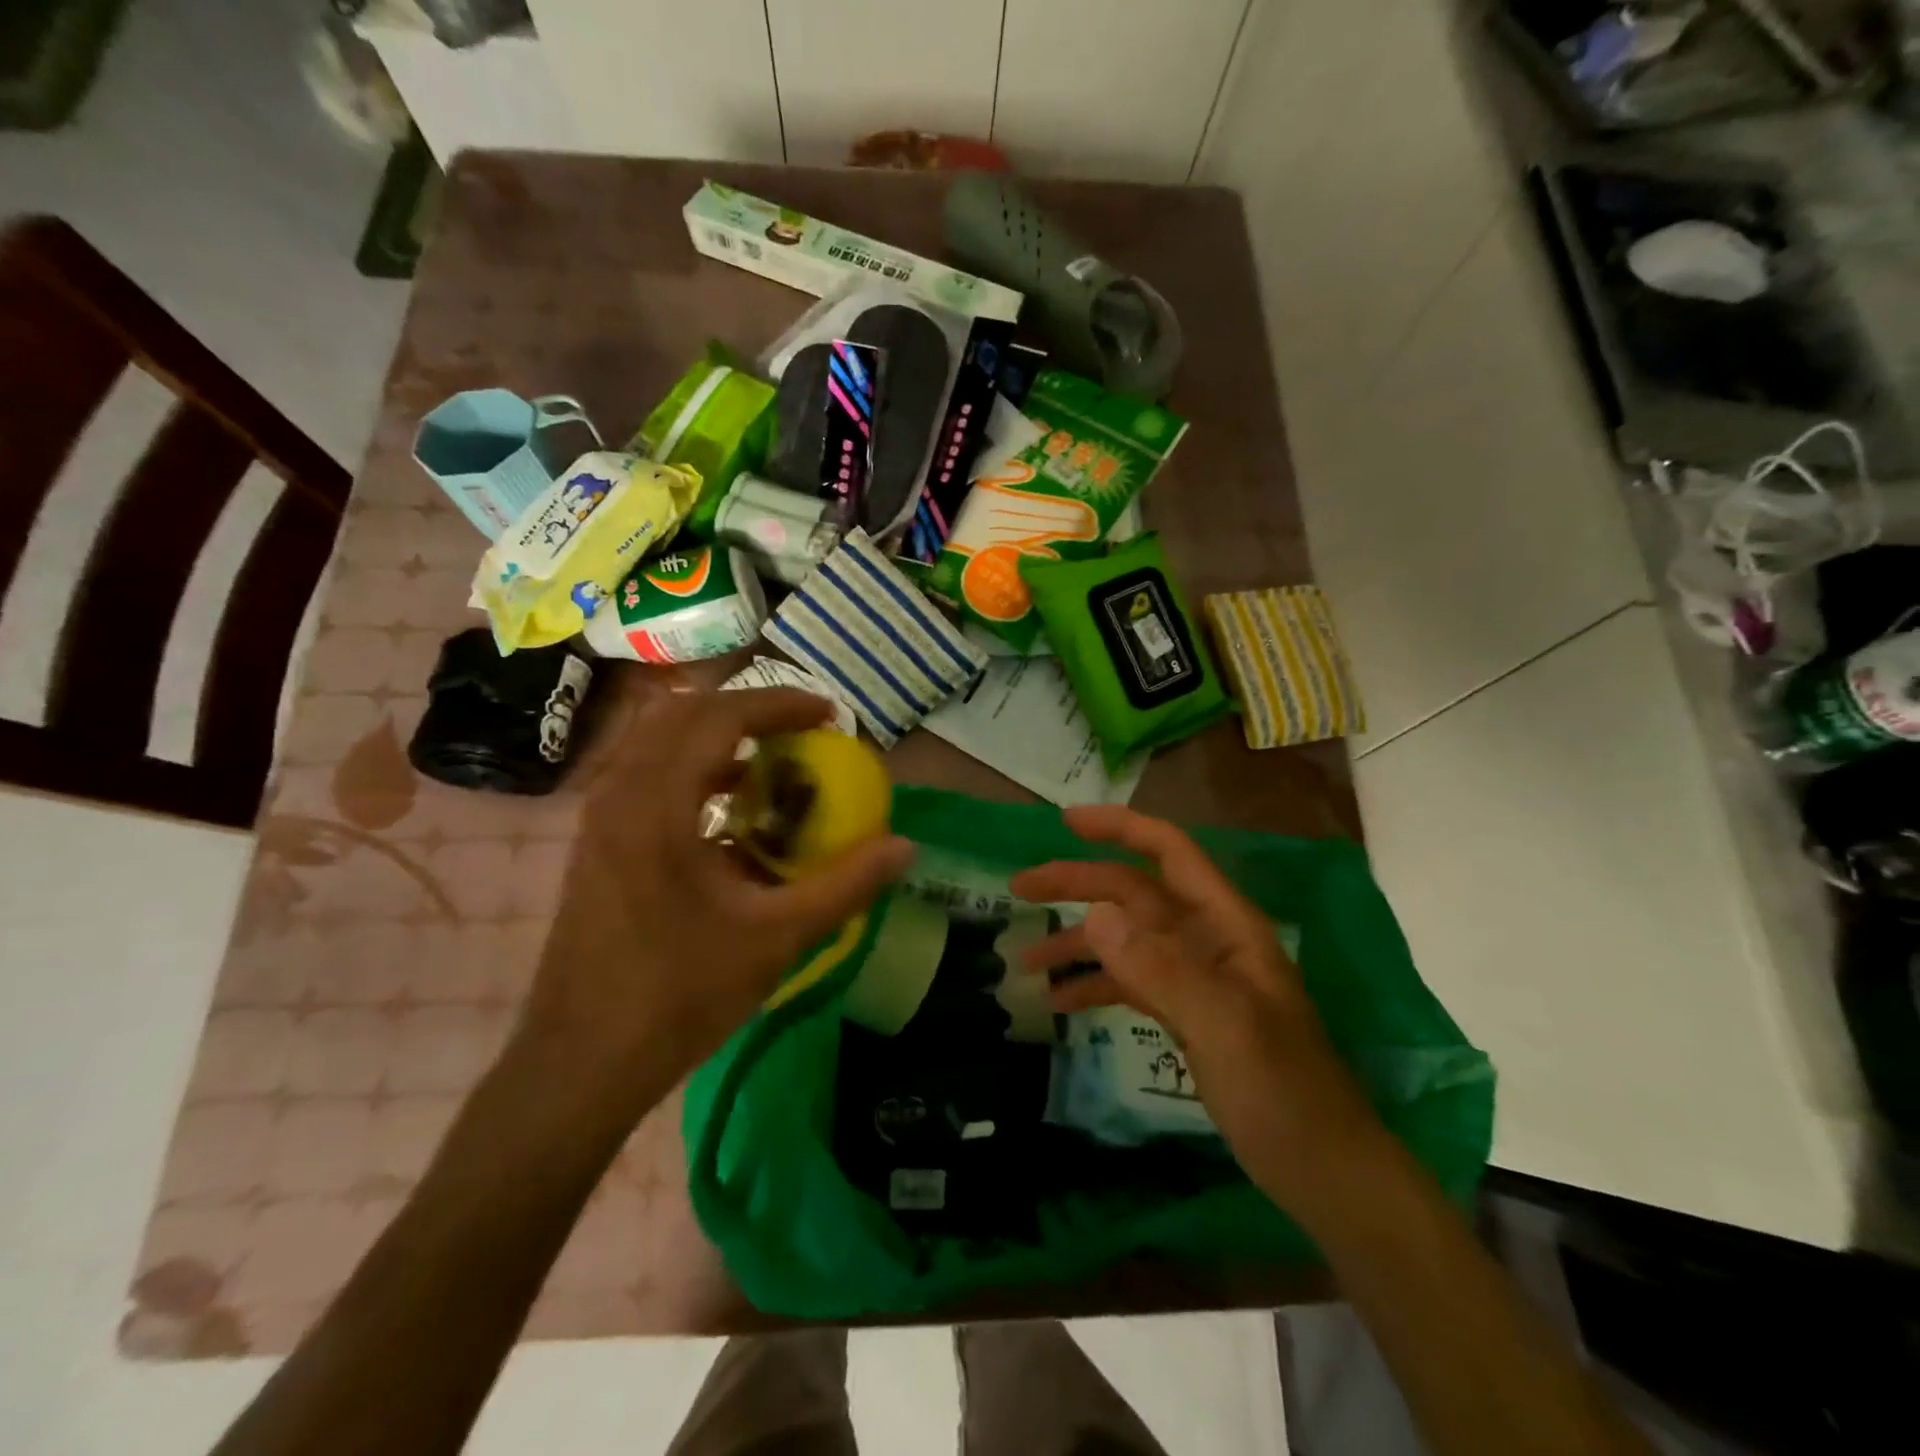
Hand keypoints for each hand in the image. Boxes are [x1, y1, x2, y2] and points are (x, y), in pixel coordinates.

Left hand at [518, 687, 912, 1116]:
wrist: (579, 1063)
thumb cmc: (678, 996)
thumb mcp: (776, 939)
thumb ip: (845, 886)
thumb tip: (904, 847)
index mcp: (657, 807)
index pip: (720, 718)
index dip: (779, 704)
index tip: (828, 715)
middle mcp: (620, 796)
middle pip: (684, 714)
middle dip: (749, 711)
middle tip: (802, 731)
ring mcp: (600, 819)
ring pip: (659, 741)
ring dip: (717, 737)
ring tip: (771, 764)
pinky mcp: (596, 843)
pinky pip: (647, 775)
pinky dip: (694, 769)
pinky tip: (730, 812)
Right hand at [1009, 805, 1389, 1226]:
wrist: (1324, 1172)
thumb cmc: (1284, 1094)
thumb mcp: (1224, 1028)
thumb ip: (1162, 969)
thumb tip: (1094, 914)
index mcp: (1227, 925)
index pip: (1170, 853)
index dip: (1120, 828)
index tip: (1065, 823)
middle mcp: (1208, 940)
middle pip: (1134, 894)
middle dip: (1079, 886)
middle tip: (1020, 889)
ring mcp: (1195, 979)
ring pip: (1127, 940)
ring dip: (1078, 943)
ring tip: (1027, 959)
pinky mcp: (1186, 1014)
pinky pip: (1131, 983)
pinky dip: (1095, 986)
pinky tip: (1059, 1004)